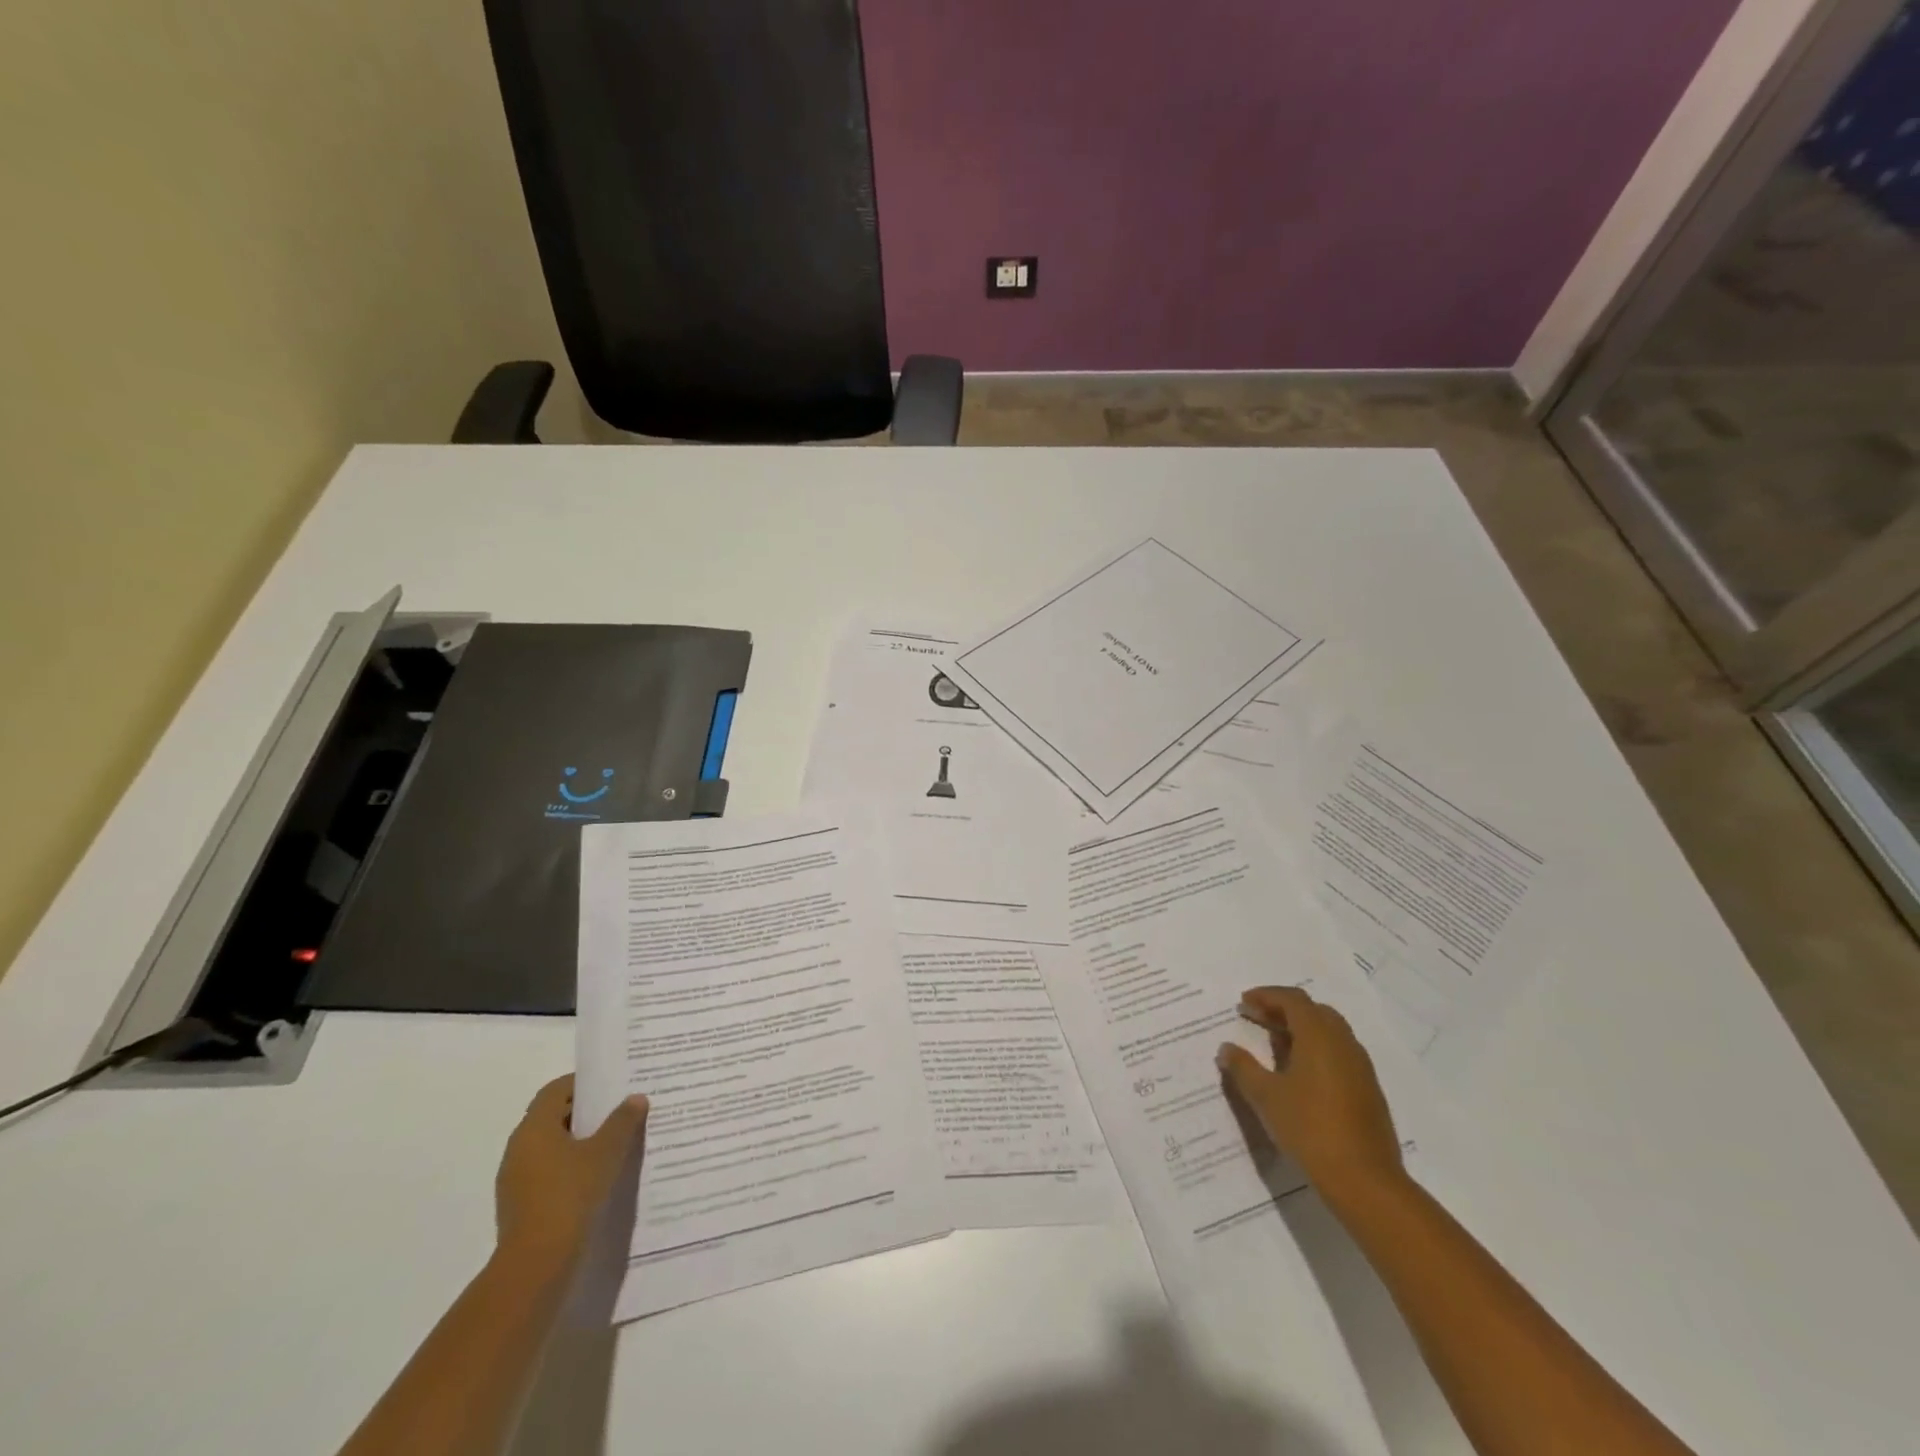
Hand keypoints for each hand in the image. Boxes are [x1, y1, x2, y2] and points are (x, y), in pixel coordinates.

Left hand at [495, 1075, 648, 1268]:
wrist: (536, 1265)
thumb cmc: (570, 1195)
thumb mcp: (605, 1153)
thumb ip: (622, 1122)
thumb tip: (635, 1098)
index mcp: (533, 1128)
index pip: (556, 1090)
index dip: (583, 1083)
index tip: (612, 1085)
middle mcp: (519, 1148)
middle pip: (553, 1117)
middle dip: (586, 1112)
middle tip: (620, 1110)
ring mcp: (516, 1180)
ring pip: (551, 1147)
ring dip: (579, 1141)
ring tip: (614, 1143)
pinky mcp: (521, 1205)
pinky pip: (549, 1172)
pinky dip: (571, 1167)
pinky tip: (597, 1177)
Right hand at [1217, 986, 1402, 1205]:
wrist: (1364, 1180)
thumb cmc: (1309, 1128)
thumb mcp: (1266, 1097)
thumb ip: (1243, 1067)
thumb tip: (1226, 1049)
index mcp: (1319, 1036)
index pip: (1293, 999)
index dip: (1266, 996)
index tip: (1244, 1003)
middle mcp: (1343, 1043)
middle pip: (1314, 1011)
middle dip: (1284, 1009)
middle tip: (1257, 1019)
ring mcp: (1360, 1067)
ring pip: (1330, 1032)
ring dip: (1301, 1030)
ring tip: (1275, 1045)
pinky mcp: (1368, 1090)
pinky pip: (1339, 1053)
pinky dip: (1317, 1050)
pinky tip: (1300, 1074)